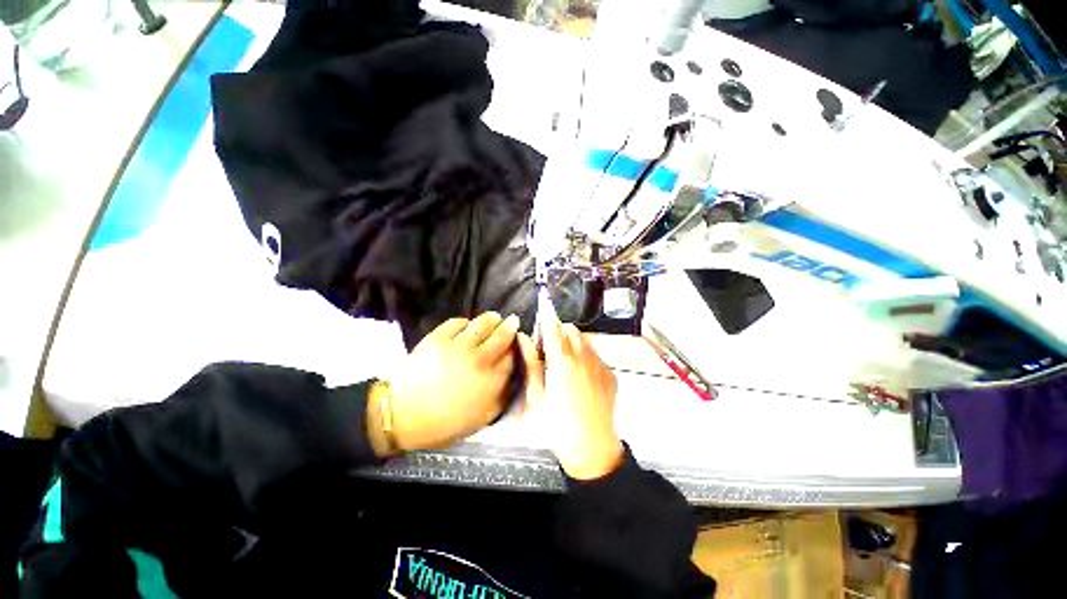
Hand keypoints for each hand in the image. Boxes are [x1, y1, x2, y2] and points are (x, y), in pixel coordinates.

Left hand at [379, 313, 519, 452]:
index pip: (512, 357)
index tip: (516, 344)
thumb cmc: (444, 423)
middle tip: (513, 320)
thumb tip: (510, 378)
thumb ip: (500, 398)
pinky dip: (465, 321)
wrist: (402, 416)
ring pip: (482, 324)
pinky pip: (457, 322)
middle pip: (502, 336)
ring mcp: (458, 347)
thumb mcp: (481, 419)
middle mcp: (479, 360)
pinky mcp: (438, 339)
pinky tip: (466, 325)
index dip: (517, 348)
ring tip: (494, 317)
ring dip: (491, 319)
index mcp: (490, 381)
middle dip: (510, 326)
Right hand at [517, 323, 623, 479]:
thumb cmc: (558, 426)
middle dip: (558, 332)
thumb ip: (530, 363)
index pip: (553, 328)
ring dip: (572, 342)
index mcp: (563, 362)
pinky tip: (580, 376)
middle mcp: (584, 358)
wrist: (592, 449)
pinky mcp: (610, 374)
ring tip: (564, 363)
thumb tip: (523, 339)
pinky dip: (586, 356)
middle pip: (571, 329)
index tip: (540, 323)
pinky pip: (596, 354)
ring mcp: (600, 365)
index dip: (545, 322)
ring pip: (585, 340)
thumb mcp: (536, 396)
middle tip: (549, 349)